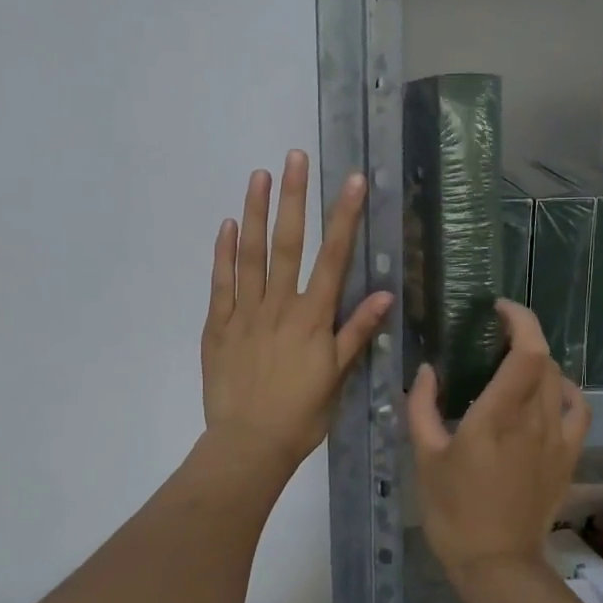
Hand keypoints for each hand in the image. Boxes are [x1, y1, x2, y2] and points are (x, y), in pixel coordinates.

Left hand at [201, 150, 392, 475]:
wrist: (249, 445)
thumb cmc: (300, 415)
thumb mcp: (337, 378)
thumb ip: (356, 333)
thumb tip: (384, 293)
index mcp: (312, 318)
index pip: (333, 259)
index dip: (344, 218)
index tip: (352, 181)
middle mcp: (279, 306)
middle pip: (288, 244)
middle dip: (294, 198)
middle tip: (295, 157)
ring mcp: (245, 313)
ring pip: (251, 255)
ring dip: (256, 213)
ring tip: (259, 176)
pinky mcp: (218, 326)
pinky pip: (221, 283)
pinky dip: (224, 253)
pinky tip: (228, 225)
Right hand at [409, 301, 589, 590]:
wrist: (497, 563)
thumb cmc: (453, 510)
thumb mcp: (426, 457)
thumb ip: (422, 407)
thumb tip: (425, 370)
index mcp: (497, 415)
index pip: (527, 351)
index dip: (520, 320)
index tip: (498, 308)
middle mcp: (533, 419)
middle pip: (544, 359)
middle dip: (524, 335)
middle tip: (495, 334)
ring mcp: (556, 438)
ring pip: (559, 380)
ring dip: (539, 361)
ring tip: (515, 362)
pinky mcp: (567, 456)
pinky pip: (576, 410)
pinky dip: (567, 390)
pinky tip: (550, 391)